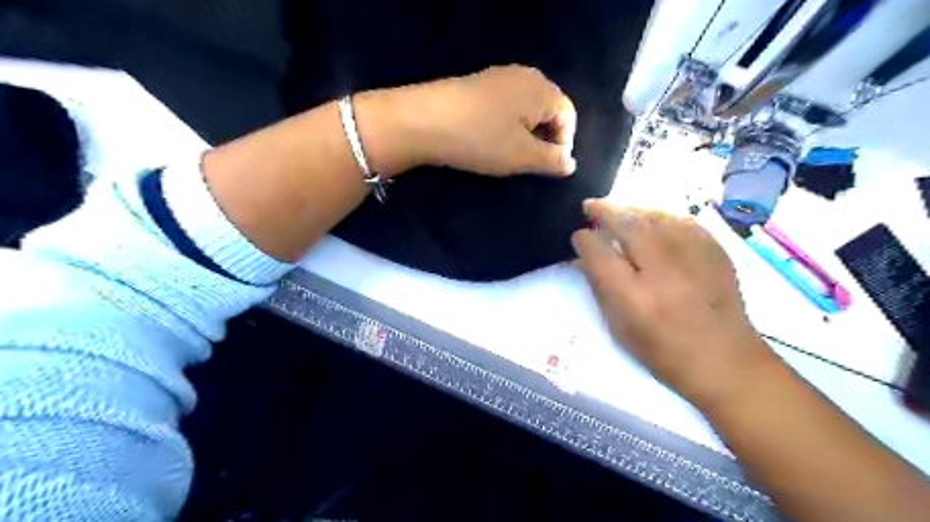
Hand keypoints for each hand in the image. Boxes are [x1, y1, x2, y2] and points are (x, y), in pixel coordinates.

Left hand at [401, 62, 575, 177]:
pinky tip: (489, 140)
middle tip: (528, 163)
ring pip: (524, 109)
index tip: (548, 168)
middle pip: (547, 109)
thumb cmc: (481, 139)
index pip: (568, 116)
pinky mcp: (477, 85)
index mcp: (541, 89)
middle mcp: (524, 75)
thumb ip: (551, 160)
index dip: (563, 144)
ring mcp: (498, 77)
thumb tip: (569, 163)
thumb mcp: (521, 156)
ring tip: (508, 155)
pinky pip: (504, 106)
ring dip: (523, 134)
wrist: (423, 121)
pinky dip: (505, 125)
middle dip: (544, 138)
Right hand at [571, 199, 773, 406]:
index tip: (578, 235)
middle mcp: (661, 270)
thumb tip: (585, 257)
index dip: (584, 239)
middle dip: (604, 211)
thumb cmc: (662, 350)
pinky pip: (680, 220)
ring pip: (654, 216)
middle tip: (590, 206)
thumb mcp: (619, 327)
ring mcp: (691, 256)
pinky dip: (659, 216)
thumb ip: (600, 287)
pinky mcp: (714, 251)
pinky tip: (652, 220)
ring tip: (618, 210)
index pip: (598, 253)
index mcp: (633, 296)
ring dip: (630, 210)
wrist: (724, 360)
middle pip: (627, 225)